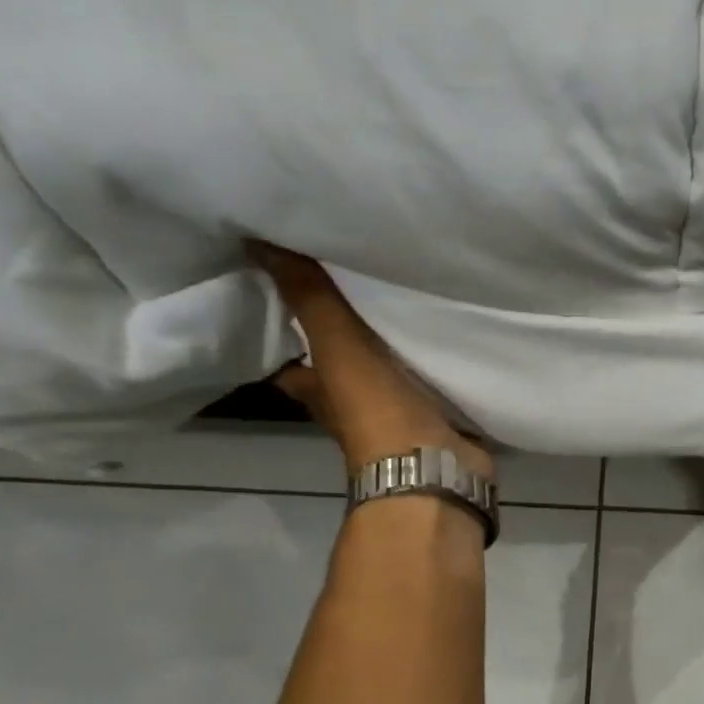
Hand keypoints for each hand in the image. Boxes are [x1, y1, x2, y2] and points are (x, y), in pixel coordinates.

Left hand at [251, 242, 494, 477]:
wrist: (434, 466)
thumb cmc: (376, 409)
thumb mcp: (335, 345)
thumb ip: (308, 296)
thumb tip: (255, 238)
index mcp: (317, 388)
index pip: (288, 357)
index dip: (284, 330)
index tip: (292, 290)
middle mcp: (351, 401)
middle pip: (341, 362)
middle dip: (347, 333)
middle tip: (357, 283)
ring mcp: (397, 411)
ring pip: (389, 369)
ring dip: (395, 345)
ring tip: (406, 295)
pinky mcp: (436, 416)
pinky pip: (432, 379)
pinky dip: (436, 361)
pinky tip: (449, 331)